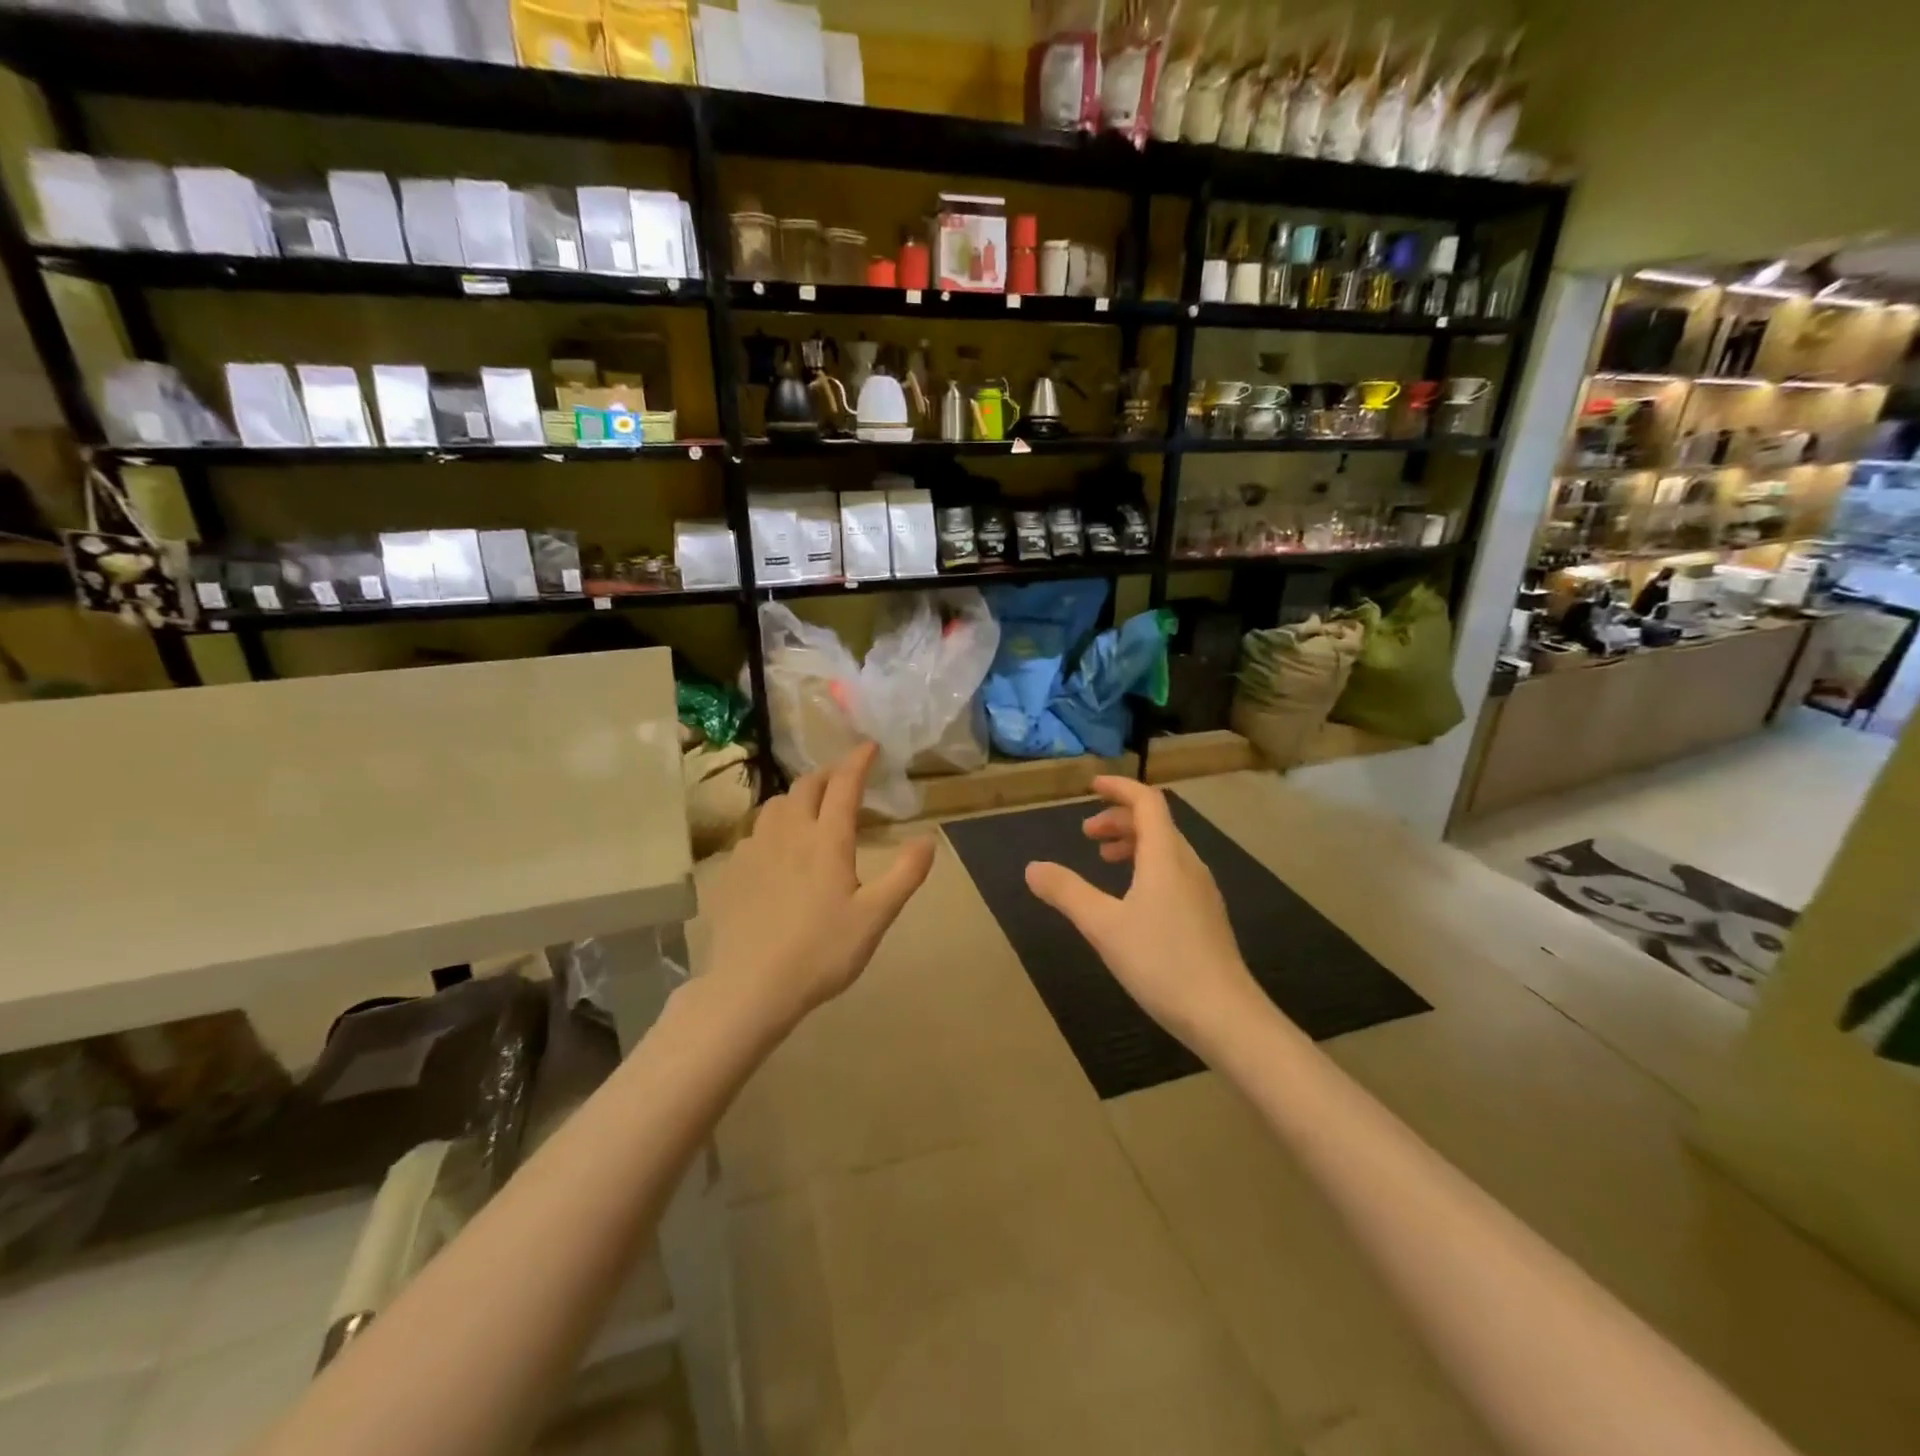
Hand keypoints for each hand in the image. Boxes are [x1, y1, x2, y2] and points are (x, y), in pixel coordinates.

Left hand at [703, 742, 935, 1032]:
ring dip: (798, 796)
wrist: (751, 986)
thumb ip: (905, 875)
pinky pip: (755, 832)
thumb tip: (928, 839)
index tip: (870, 747)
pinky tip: (778, 848)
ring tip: (811, 809)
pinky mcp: (733, 871)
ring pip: (776, 805)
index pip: (844, 785)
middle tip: (844, 780)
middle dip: (828, 775)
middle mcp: (789, 833)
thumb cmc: (822, 952)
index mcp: (827, 840)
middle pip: (805, 786)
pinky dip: (774, 825)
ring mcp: (755, 850)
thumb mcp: (875, 918)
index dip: (858, 761)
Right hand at [1024, 777, 1260, 1048]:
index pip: (1146, 802)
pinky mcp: (1206, 915)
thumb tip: (1032, 868)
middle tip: (1086, 835)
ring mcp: (1202, 891)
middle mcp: (1189, 864)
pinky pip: (1174, 872)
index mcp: (1166, 856)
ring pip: (1166, 849)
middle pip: (1156, 824)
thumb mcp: (1103, 926)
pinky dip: (1148, 867)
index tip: (1092, 786)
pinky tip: (1132, 900)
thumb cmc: (1162, 962)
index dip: (1119, 788)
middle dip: (1119, 820)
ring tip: (1105, 862)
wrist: (1225, 1015)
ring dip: (1134, 844)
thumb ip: (1067, 893)